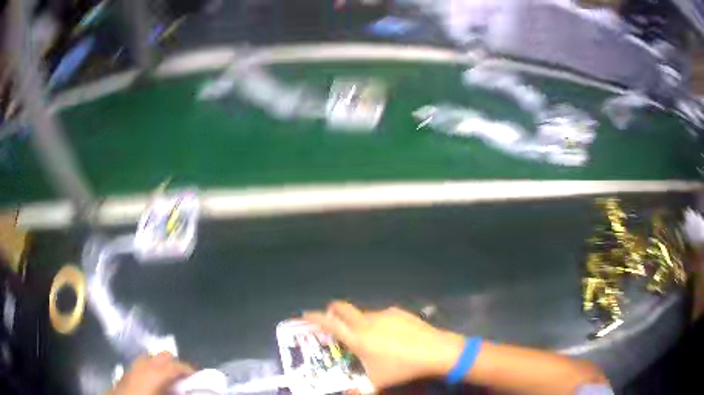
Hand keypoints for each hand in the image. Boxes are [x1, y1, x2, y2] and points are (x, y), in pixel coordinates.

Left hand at [109, 352, 193, 394]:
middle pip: (163, 355)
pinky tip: (154, 381)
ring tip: (170, 379)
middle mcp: (143, 364)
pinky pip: (142, 364)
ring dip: (163, 366)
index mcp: (154, 372)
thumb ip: (176, 393)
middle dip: (175, 364)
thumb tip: (189, 389)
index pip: (175, 365)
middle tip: (185, 378)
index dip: (189, 369)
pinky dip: (152, 368)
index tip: (199, 375)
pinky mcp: (126, 371)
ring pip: (151, 358)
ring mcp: (133, 365)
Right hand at [303, 301, 463, 388]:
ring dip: (358, 321)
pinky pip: (381, 315)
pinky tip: (391, 336)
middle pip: (342, 307)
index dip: (314, 317)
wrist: (435, 350)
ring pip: (363, 313)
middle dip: (332, 310)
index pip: (329, 323)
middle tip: (331, 320)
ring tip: (369, 338)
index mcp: (358, 338)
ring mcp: (384, 314)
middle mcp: (367, 321)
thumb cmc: (402, 367)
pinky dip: (378, 323)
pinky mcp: (399, 311)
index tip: (304, 314)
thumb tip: (349, 393)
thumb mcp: (377, 382)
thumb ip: (359, 389)